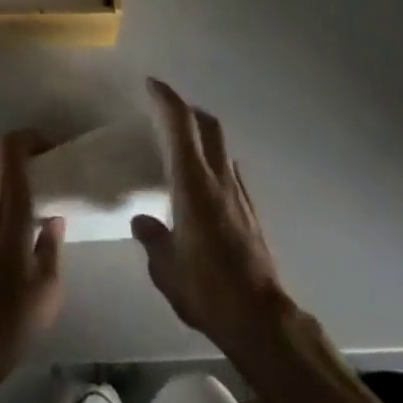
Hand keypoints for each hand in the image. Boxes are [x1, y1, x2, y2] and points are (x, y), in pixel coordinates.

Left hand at [0, 129, 65, 380]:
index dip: (30, 137)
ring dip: (9, 167)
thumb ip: (52, 247)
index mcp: (10, 209)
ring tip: (35, 186)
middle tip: (47, 163)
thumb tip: (54, 219)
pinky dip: (1, 188)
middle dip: (22, 148)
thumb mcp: (48, 289)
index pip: (10, 149)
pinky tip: (20, 216)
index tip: (53, 148)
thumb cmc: (10, 318)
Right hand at [133, 79, 286, 349]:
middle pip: (208, 125)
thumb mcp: (167, 268)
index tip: (152, 85)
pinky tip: (206, 187)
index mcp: (193, 181)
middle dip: (188, 110)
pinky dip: (216, 164)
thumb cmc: (207, 287)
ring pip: (222, 147)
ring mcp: (239, 194)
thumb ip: (153, 239)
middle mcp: (219, 177)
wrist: (260, 318)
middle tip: (168, 112)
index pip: (180, 124)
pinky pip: (231, 173)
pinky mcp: (252, 213)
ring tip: (185, 150)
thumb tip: (142, 221)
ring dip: (204, 136)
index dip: (166, 98)